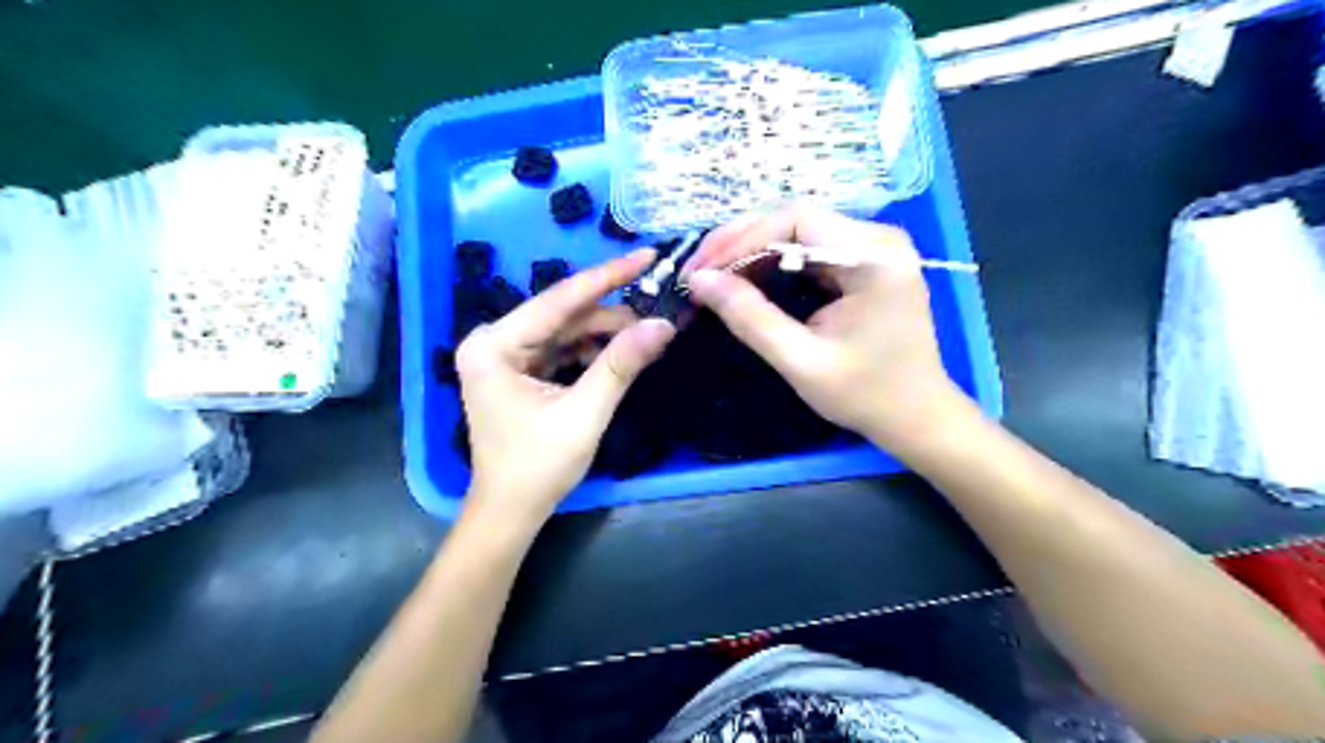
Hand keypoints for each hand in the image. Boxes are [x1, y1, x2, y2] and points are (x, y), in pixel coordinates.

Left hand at [463, 249, 677, 528]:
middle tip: (659, 307)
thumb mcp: (584, 414)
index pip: (559, 300)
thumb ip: (621, 365)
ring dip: (605, 333)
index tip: (647, 255)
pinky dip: (592, 351)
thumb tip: (664, 324)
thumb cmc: (538, 467)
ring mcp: (504, 356)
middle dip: (612, 313)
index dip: (608, 276)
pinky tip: (622, 352)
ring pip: (565, 331)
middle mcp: (493, 341)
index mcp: (495, 345)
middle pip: (563, 315)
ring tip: (648, 333)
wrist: (510, 511)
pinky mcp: (518, 371)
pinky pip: (561, 350)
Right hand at [688, 206, 969, 455]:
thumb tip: (699, 281)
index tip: (701, 271)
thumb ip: (750, 318)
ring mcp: (871, 249)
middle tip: (697, 272)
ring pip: (796, 233)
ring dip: (751, 252)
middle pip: (795, 220)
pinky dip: (771, 265)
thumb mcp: (801, 360)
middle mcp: (876, 238)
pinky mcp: (862, 264)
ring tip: (712, 277)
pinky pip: (807, 251)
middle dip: (740, 243)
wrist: (915, 417)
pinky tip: (743, 282)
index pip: (796, 220)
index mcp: (874, 255)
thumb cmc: (866, 395)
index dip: (741, 240)